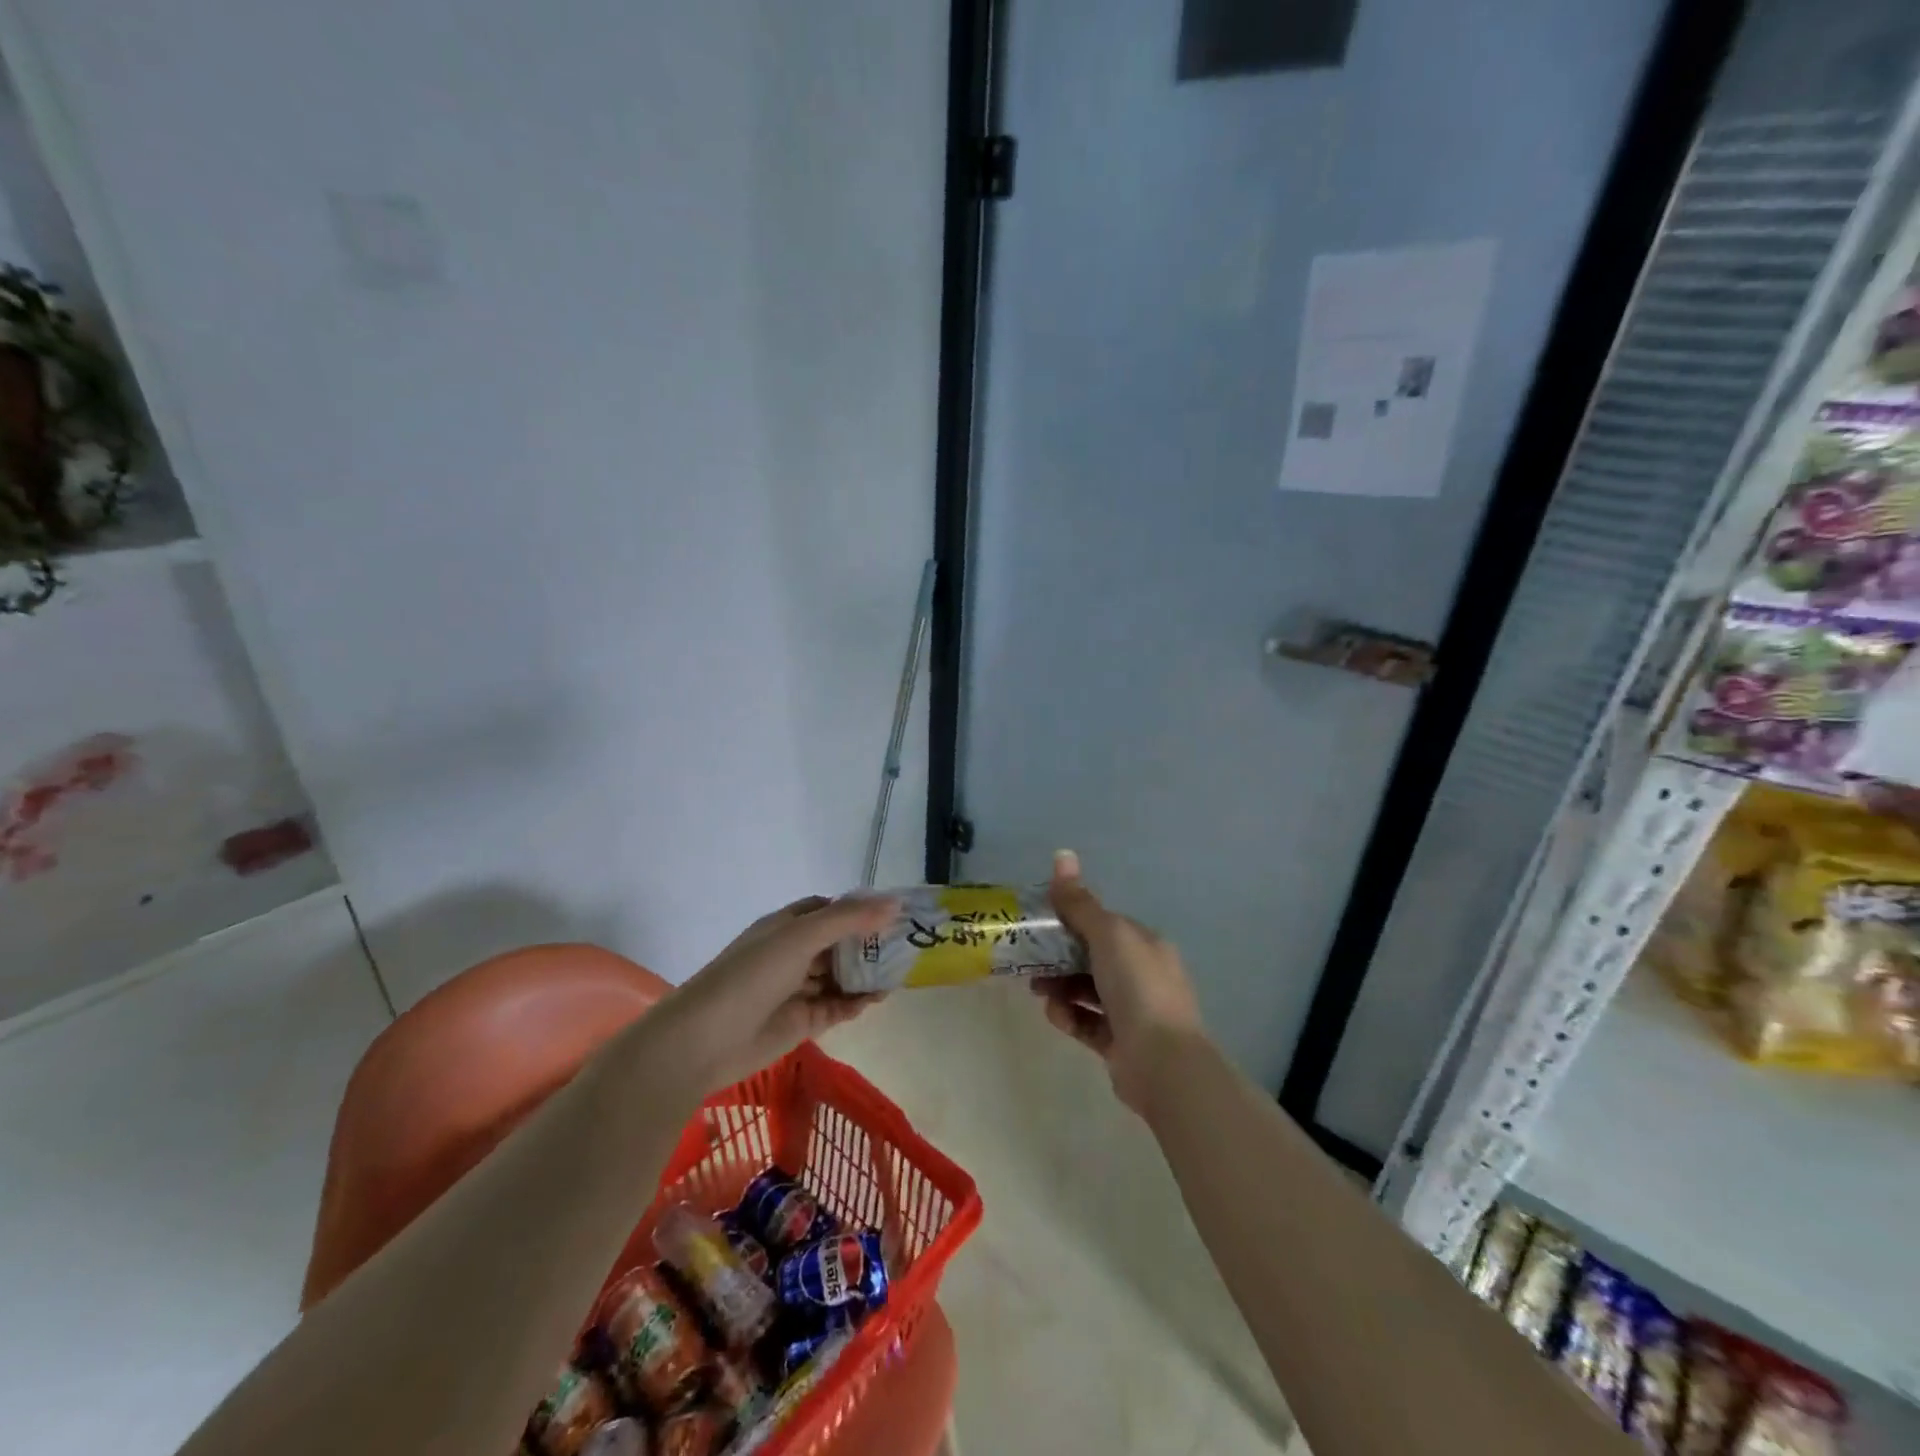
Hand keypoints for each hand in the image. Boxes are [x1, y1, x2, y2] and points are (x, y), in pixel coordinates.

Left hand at [644, 894, 899, 1097]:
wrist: (703, 1041)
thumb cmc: (751, 976)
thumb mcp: (800, 937)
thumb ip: (848, 919)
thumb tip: (895, 903)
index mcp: (787, 926)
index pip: (829, 909)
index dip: (859, 909)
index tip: (894, 912)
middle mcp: (793, 954)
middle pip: (839, 943)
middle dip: (869, 943)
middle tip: (907, 944)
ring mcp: (797, 989)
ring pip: (841, 976)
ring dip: (866, 974)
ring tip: (901, 972)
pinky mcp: (802, 1022)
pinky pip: (837, 1007)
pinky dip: (857, 1002)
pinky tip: (879, 999)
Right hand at [1033, 849, 1204, 1117]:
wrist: (1163, 1063)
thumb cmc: (1137, 987)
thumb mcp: (1107, 934)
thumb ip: (1080, 902)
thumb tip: (1062, 854)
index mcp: (1145, 944)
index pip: (1103, 925)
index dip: (1071, 922)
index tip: (1040, 926)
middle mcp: (1142, 974)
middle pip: (1092, 958)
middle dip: (1059, 958)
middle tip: (1030, 962)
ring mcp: (1133, 1012)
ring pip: (1087, 991)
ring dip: (1060, 988)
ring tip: (1039, 992)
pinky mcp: (1121, 1044)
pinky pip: (1088, 1023)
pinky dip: (1070, 1017)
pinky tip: (1057, 1016)